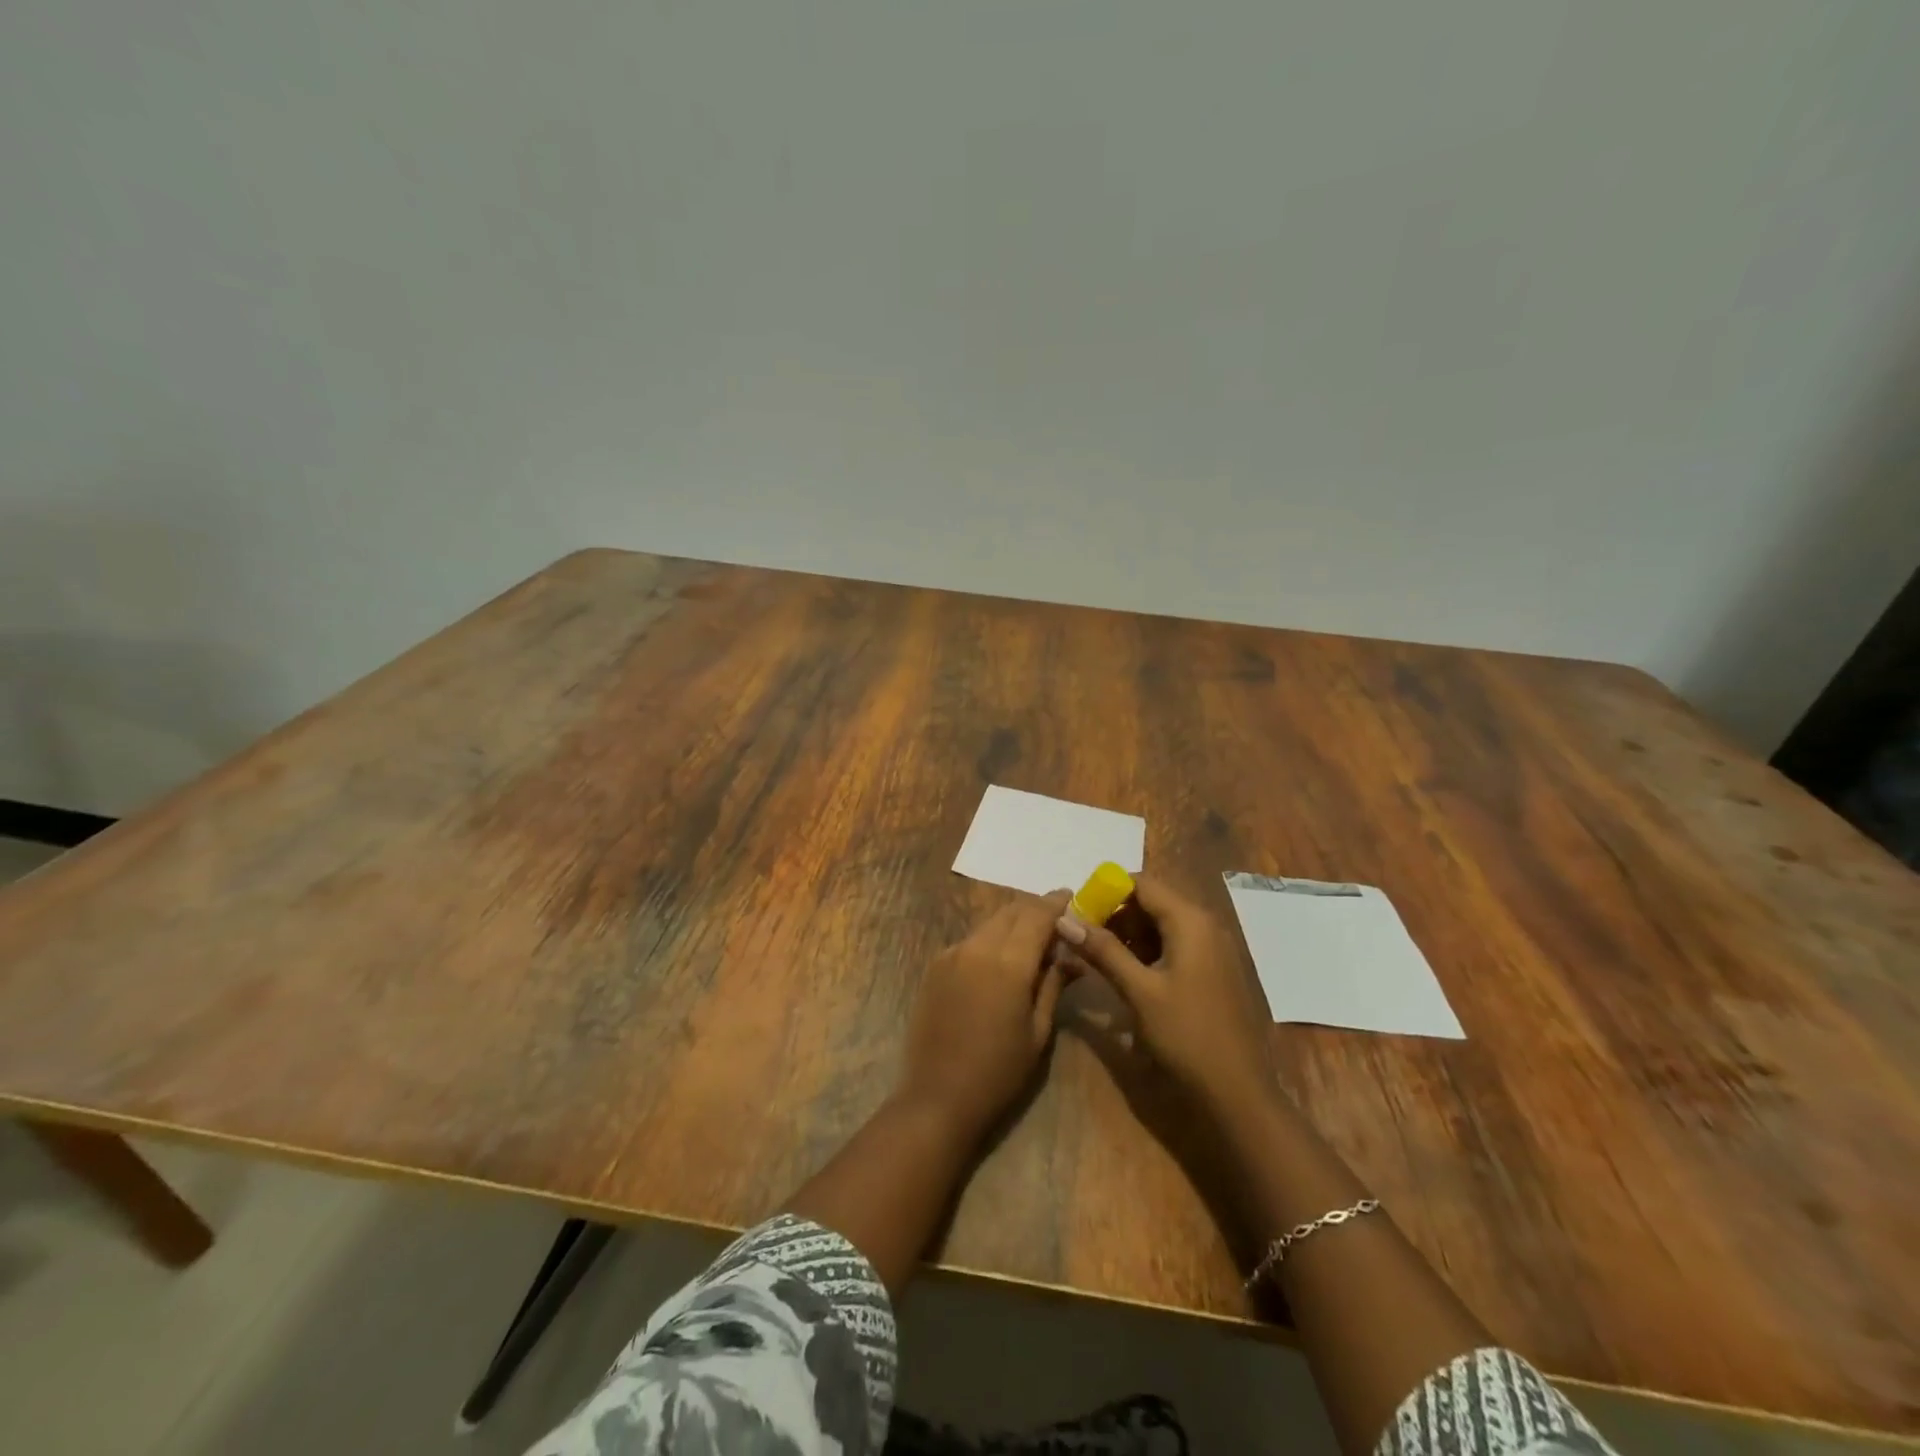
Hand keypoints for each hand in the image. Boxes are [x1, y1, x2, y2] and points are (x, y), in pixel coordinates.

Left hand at [898, 890, 1070, 1140]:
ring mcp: (951, 953)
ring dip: (1012, 922)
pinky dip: (991, 938)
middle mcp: (977, 947)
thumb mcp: (1038, 1032)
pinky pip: (970, 939)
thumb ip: (1053, 985)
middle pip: (1011, 911)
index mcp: (1008, 963)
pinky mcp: (935, 965)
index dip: (1056, 903)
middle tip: (1056, 921)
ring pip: (989, 923)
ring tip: (1032, 940)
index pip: (1037, 916)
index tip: (1072, 896)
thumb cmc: (998, 1072)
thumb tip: (1072, 957)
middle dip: (1035, 909)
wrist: (937, 1096)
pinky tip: (1000, 959)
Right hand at [1054, 874, 1273, 1115]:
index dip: (1107, 891)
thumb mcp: (1139, 991)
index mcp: (1190, 921)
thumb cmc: (1186, 1035)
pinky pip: (1174, 946)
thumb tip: (1063, 919)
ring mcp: (1212, 949)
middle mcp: (1205, 925)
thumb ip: (1102, 950)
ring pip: (1161, 925)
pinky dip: (1147, 952)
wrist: (1237, 1092)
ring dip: (1128, 934)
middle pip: (1152, 901)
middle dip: (1115, 914)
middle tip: (1084, 939)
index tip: (1078, 913)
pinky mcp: (1212, 971)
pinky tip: (1127, 975)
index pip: (1142, 883)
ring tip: (1099, 958)